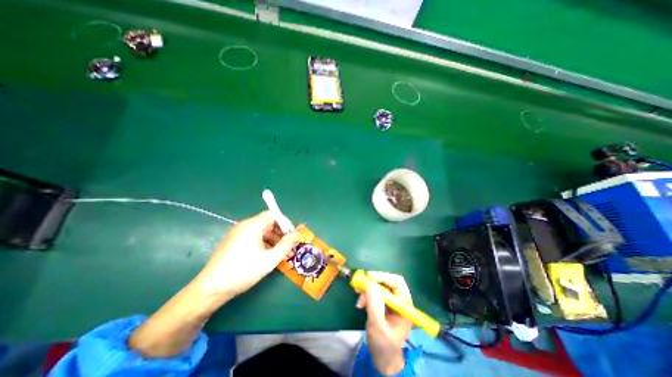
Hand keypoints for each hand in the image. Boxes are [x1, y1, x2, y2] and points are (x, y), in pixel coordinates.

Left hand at [196, 211, 297, 297]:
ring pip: (260, 230)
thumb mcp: (269, 259)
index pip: (273, 215)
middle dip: (280, 233)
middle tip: (288, 246)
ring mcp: (237, 233)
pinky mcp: (232, 241)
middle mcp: (244, 225)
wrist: (210, 289)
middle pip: (267, 222)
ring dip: (272, 238)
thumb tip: (297, 233)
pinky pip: (252, 237)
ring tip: (279, 253)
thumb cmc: (243, 272)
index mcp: (252, 226)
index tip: (292, 236)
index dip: (284, 223)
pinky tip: (266, 255)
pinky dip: (262, 242)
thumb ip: (286, 245)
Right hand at [354, 271, 412, 373]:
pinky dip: (366, 295)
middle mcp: (399, 300)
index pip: (397, 282)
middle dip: (372, 283)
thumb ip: (375, 304)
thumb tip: (370, 283)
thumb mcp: (378, 326)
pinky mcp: (383, 304)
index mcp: (404, 304)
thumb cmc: (384, 345)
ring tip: (359, 301)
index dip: (383, 276)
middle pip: (386, 282)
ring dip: (367, 290)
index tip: (368, 277)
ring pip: (378, 287)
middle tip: (359, 285)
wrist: (383, 359)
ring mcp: (391, 302)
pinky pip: (374, 293)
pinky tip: (360, 304)